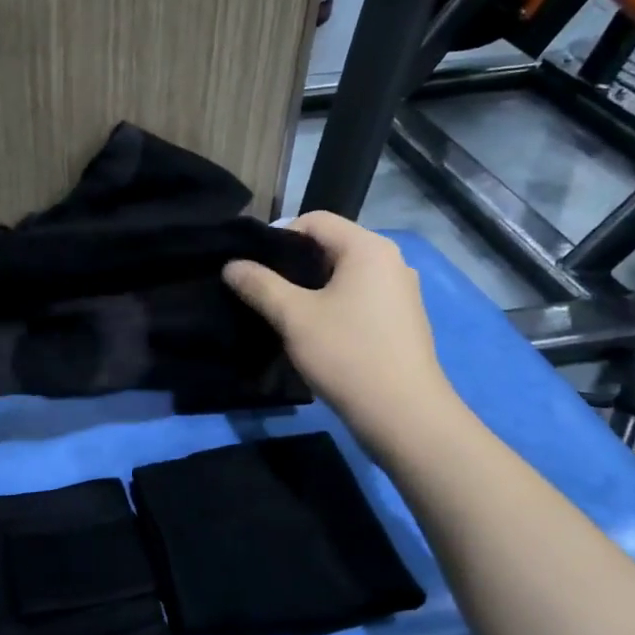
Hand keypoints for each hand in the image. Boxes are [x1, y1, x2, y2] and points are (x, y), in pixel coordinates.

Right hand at [223, 213, 457, 448]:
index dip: (279, 236)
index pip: (315, 220)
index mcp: (368, 248)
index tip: (254, 267)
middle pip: (332, 245)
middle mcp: (391, 260)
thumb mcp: (293, 317)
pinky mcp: (402, 319)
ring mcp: (401, 291)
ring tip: (286, 314)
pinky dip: (335, 305)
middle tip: (264, 291)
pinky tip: (317, 333)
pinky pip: (360, 297)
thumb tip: (232, 265)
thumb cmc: (347, 354)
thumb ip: (260, 285)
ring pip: (345, 274)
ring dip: (313, 287)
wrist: (402, 414)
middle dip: (294, 264)